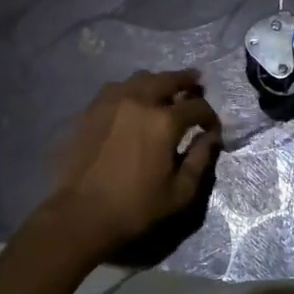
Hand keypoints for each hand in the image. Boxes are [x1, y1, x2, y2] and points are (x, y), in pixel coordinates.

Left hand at [46, 69, 220, 257]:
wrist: (81, 215)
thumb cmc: (136, 208)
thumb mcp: (180, 192)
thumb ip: (201, 159)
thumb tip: (212, 136)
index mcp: (164, 122)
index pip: (197, 106)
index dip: (210, 116)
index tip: (211, 127)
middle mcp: (139, 101)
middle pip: (168, 79)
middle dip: (187, 81)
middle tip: (196, 83)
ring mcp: (111, 102)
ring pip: (141, 78)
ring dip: (158, 81)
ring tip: (166, 90)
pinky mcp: (91, 110)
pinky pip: (116, 88)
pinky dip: (132, 89)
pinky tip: (134, 100)